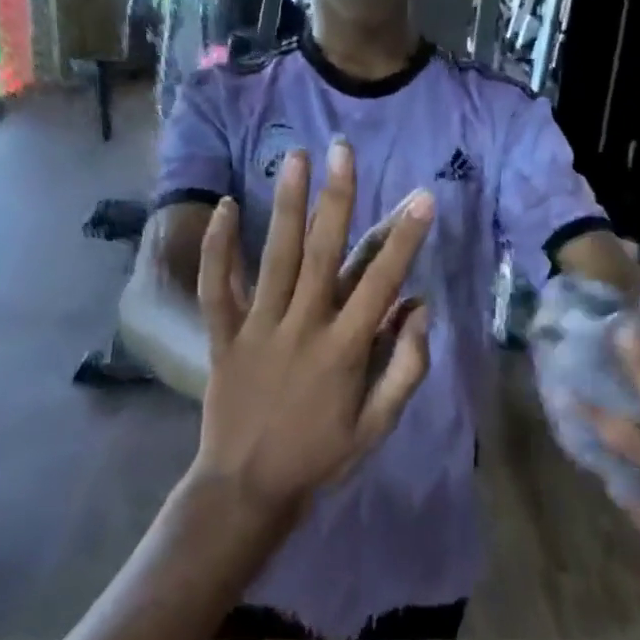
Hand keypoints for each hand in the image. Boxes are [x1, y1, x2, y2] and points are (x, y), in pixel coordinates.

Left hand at [193, 140, 433, 517]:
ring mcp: (258, 328)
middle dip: (337, 198)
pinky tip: (223, 206)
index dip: (404, 238)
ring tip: (294, 158)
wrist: (247, 487)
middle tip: (343, 151)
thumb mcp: (378, 425)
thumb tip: (420, 306)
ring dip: (285, 205)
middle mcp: (302, 327)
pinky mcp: (223, 335)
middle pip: (322, 253)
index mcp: (344, 349)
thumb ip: (406, 367)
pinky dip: (218, 247)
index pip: (381, 282)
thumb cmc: (320, 456)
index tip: (421, 198)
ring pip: (274, 257)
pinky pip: (217, 286)